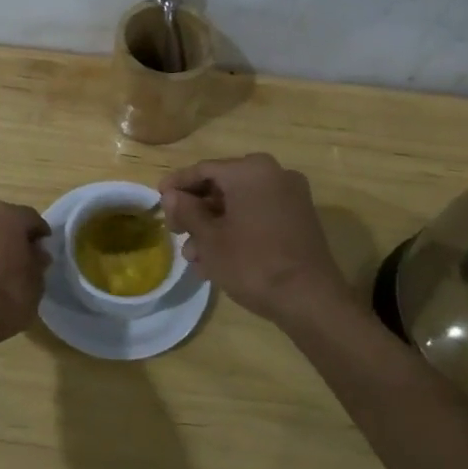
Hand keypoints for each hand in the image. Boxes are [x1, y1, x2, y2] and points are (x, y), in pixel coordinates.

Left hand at [0, 201, 51, 355]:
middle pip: (6, 220)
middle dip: (15, 235)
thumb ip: (38, 262)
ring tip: (1, 266)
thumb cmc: (5, 298)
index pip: (32, 218)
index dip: (40, 234)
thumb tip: (36, 253)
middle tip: (23, 257)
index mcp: (10, 217)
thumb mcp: (36, 284)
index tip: (43, 251)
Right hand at [159, 154, 352, 324]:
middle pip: (222, 185)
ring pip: (240, 203)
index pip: (204, 169)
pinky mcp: (300, 219)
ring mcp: (291, 196)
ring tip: (194, 256)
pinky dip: (237, 229)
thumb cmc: (252, 263)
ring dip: (214, 225)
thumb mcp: (209, 239)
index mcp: (250, 170)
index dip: (177, 184)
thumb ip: (187, 211)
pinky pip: (258, 215)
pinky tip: (218, 258)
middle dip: (196, 210)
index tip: (158, 199)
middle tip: (175, 232)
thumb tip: (171, 195)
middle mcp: (274, 174)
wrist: (310, 299)